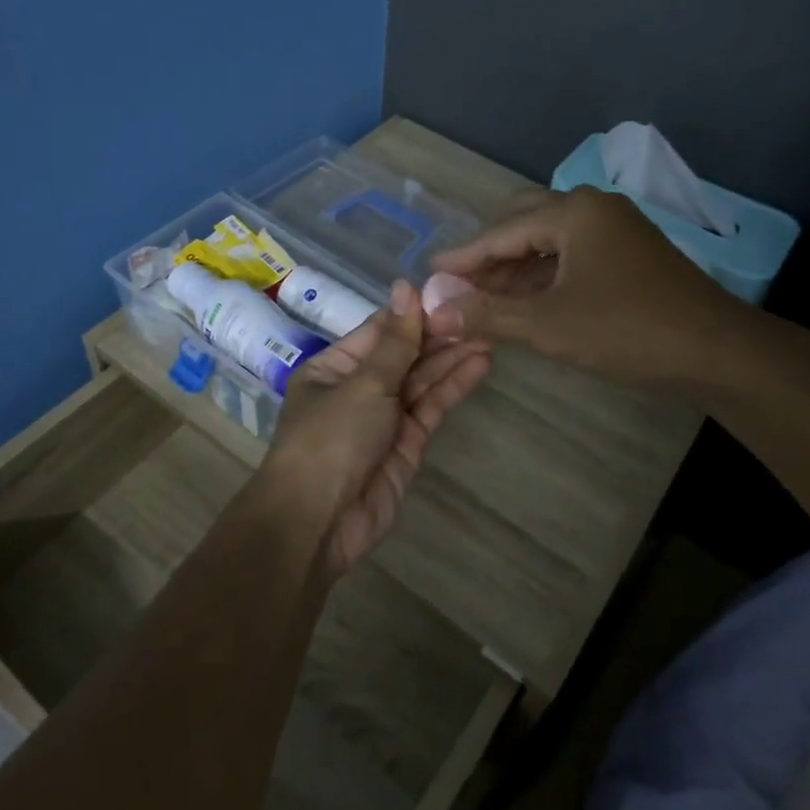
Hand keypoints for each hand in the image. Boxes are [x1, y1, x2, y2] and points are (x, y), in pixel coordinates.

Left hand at [262, 281, 491, 575]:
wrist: (318, 523)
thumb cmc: (329, 440)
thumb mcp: (362, 384)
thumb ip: (394, 341)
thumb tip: (405, 286)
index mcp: (334, 367)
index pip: (380, 330)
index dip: (414, 313)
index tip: (451, 292)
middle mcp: (358, 388)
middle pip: (404, 354)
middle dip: (439, 335)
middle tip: (481, 313)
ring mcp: (384, 417)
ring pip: (422, 380)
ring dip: (452, 358)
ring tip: (490, 334)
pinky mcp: (407, 444)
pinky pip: (431, 407)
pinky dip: (453, 387)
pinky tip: (480, 365)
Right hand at [426, 187, 748, 387]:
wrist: (716, 351)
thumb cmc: (626, 330)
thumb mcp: (548, 325)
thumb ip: (488, 315)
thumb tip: (436, 313)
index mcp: (574, 213)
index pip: (501, 232)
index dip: (463, 257)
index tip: (431, 273)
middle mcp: (595, 208)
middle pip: (525, 224)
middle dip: (491, 256)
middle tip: (462, 286)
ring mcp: (618, 229)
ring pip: (551, 241)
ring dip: (517, 268)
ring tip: (487, 299)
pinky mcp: (632, 253)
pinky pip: (574, 254)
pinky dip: (546, 275)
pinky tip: (529, 302)